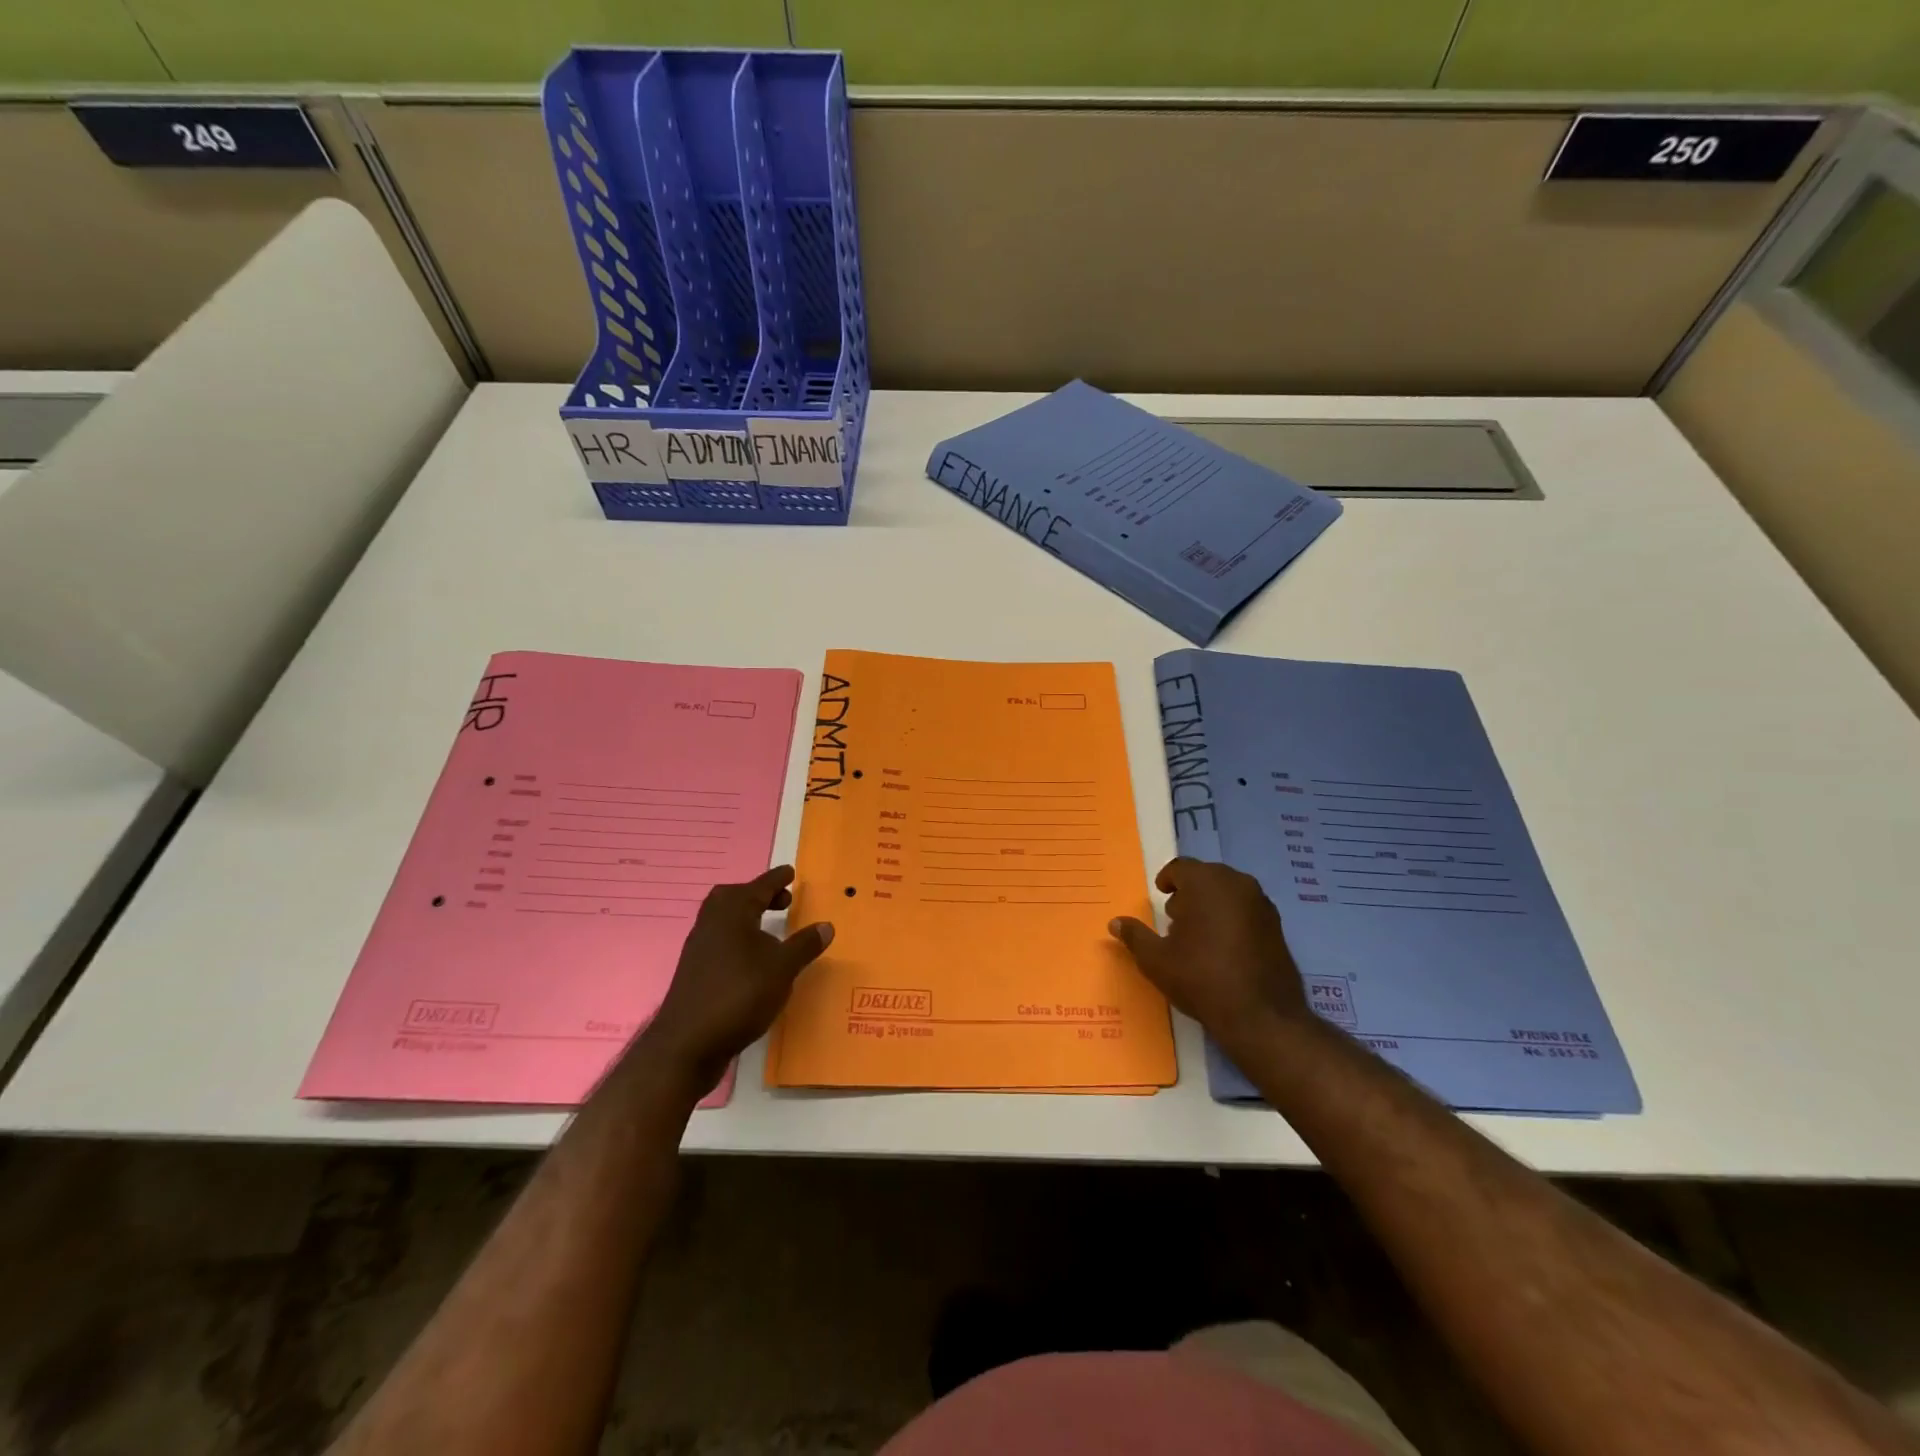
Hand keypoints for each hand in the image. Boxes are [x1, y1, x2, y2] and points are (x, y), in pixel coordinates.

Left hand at [637, 866, 832, 1091]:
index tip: (790, 872)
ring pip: (723, 919)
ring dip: (747, 918)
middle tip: (782, 901)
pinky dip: (738, 939)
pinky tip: (753, 960)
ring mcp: (699, 948)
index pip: (759, 887)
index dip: (776, 879)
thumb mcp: (782, 969)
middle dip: (758, 895)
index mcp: (732, 913)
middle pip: (733, 897)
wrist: (688, 1044)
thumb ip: (804, 945)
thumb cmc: (739, 995)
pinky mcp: (694, 972)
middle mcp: (711, 923)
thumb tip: (826, 925)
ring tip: (771, 931)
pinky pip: (719, 941)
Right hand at [1108, 858, 1310, 1054]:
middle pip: (1207, 876)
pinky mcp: (1277, 926)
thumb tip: (1115, 922)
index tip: (1160, 894)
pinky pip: (1247, 909)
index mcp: (1206, 883)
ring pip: (1229, 891)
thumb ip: (1135, 936)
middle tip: (1175, 916)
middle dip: (1189, 891)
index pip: (1181, 867)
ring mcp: (1262, 904)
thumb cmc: (1201, 978)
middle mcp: (1237, 884)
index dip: (1167, 879)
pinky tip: (1223, 946)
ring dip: (1212, 903)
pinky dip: (1232, 916)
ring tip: (1198, 932)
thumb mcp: (1156, 960)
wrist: (1261, 1015)